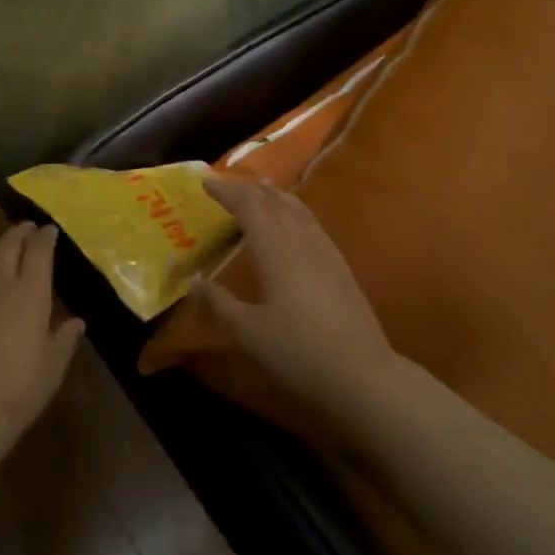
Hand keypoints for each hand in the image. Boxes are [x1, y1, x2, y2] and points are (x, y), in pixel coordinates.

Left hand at [0, 223, 84, 444]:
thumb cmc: (20, 387)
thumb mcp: (54, 365)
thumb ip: (65, 338)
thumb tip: (76, 322)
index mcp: (31, 291)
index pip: (39, 250)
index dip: (45, 237)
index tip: (50, 231)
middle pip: (8, 245)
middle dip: (19, 232)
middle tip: (27, 228)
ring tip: (3, 246)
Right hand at [196, 175, 396, 412]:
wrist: (361, 372)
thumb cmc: (297, 350)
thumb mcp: (247, 331)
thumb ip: (218, 301)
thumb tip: (193, 280)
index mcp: (275, 248)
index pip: (248, 205)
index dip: (226, 191)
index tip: (205, 182)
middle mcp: (300, 238)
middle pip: (273, 199)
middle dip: (247, 188)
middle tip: (225, 185)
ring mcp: (325, 249)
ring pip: (296, 207)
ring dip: (273, 194)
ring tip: (258, 190)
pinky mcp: (339, 263)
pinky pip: (310, 221)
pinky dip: (292, 209)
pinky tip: (291, 222)